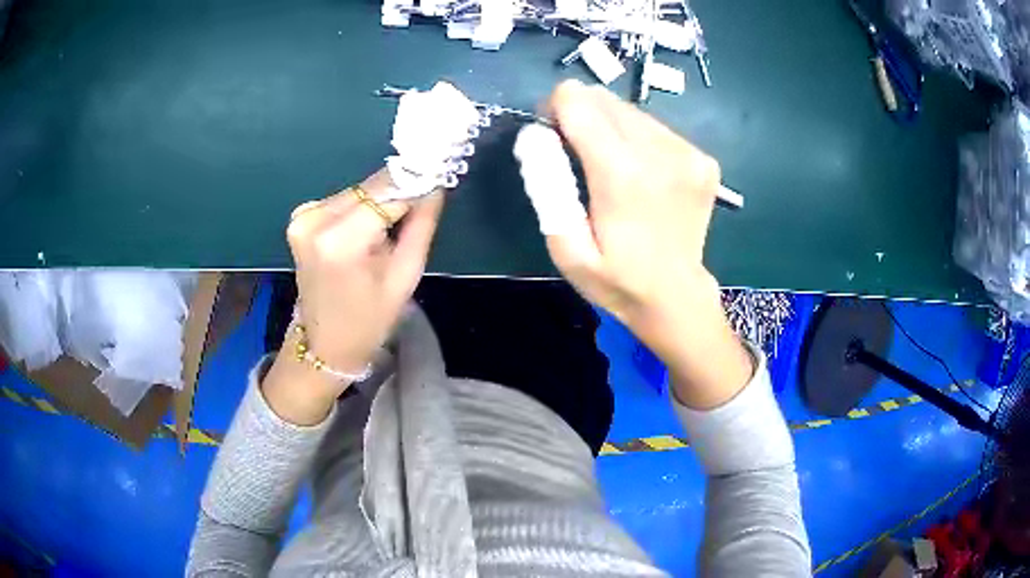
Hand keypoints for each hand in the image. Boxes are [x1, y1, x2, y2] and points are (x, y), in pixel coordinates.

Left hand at [263, 169, 443, 423]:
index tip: (439, 175)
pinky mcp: (300, 217)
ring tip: (390, 227)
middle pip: (371, 188)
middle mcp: (314, 220)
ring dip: (379, 201)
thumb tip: (435, 185)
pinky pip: (343, 200)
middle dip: (398, 192)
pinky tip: (367, 230)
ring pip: (358, 191)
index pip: (388, 191)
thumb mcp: (405, 275)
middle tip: (422, 202)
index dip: (416, 182)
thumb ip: (421, 224)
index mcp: (340, 241)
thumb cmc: (369, 319)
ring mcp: (302, 217)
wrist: (325, 343)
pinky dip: (361, 208)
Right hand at [541, 80, 752, 408]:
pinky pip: (657, 128)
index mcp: (621, 174)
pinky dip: (640, 140)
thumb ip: (547, 187)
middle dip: (582, 115)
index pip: (579, 101)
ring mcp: (688, 154)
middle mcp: (659, 152)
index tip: (552, 132)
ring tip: (611, 167)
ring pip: (631, 110)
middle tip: (577, 153)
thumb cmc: (616, 280)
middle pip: (605, 99)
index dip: (556, 107)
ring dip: (611, 127)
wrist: (676, 298)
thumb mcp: (566, 249)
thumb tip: (534, 136)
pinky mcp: (703, 160)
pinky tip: (642, 174)